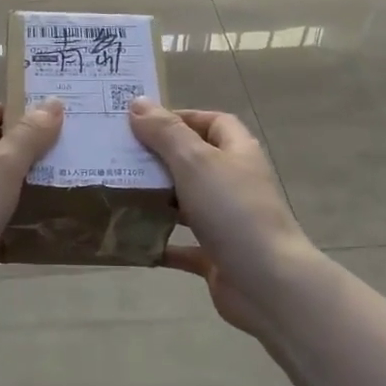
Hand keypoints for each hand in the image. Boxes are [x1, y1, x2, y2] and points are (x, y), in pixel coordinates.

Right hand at [126, 98, 320, 345]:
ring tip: (118, 193)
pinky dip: (159, 242)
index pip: (213, 122)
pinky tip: (131, 239)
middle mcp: (235, 183)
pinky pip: (182, 245)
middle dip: (159, 159)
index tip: (142, 123)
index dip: (181, 118)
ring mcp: (227, 222)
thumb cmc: (233, 211)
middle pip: (195, 162)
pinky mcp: (217, 255)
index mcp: (238, 153)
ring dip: (157, 199)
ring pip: (186, 203)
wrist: (267, 283)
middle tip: (119, 157)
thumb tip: (137, 102)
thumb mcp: (195, 162)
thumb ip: (165, 133)